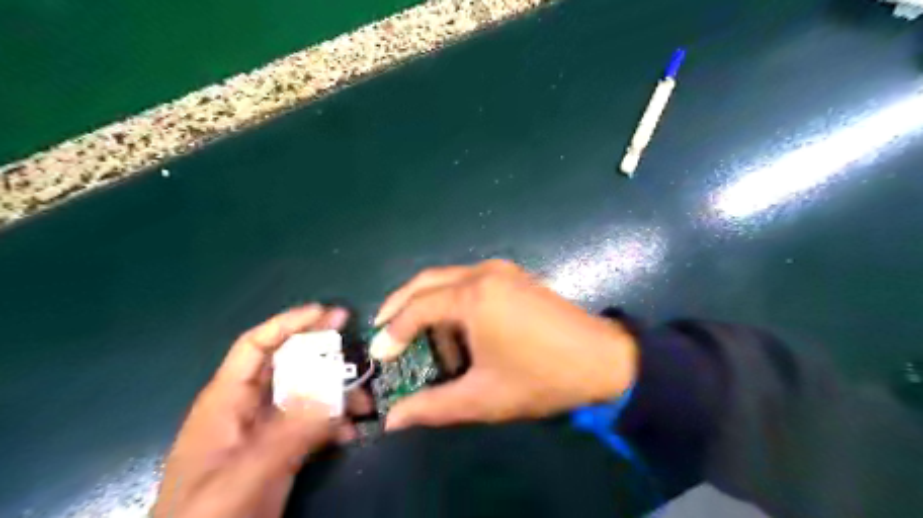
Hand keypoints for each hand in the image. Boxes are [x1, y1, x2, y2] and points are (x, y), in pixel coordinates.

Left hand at [152, 306, 357, 515]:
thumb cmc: (206, 517)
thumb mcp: (247, 474)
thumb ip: (291, 434)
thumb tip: (338, 399)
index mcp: (226, 401)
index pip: (255, 347)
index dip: (288, 324)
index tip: (326, 313)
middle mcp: (247, 408)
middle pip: (288, 365)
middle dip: (324, 356)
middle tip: (357, 348)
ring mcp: (265, 430)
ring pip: (306, 394)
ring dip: (337, 394)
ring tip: (366, 403)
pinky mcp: (279, 451)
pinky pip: (312, 423)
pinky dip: (334, 422)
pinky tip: (352, 432)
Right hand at [371, 260, 638, 431]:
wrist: (603, 359)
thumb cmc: (541, 378)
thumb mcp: (483, 397)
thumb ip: (433, 407)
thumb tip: (393, 421)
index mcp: (473, 296)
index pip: (417, 308)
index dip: (394, 332)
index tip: (380, 354)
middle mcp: (483, 273)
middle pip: (427, 281)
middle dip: (400, 304)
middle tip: (384, 330)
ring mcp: (502, 270)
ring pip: (449, 278)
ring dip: (429, 303)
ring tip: (423, 337)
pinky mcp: (515, 275)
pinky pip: (470, 281)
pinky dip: (453, 299)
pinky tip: (457, 327)